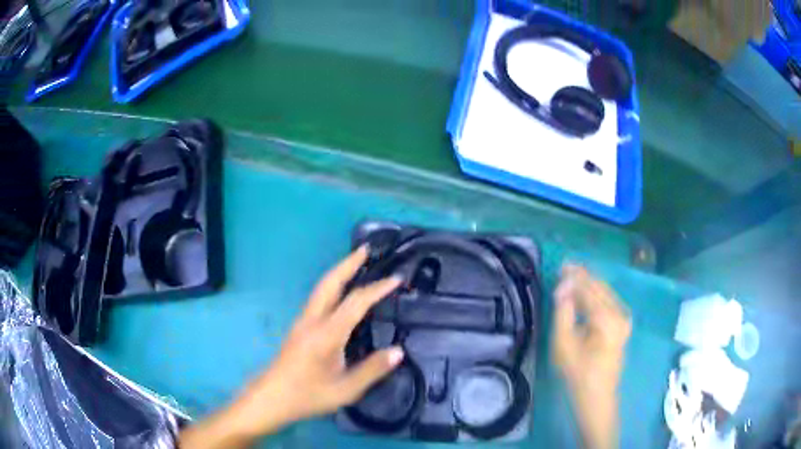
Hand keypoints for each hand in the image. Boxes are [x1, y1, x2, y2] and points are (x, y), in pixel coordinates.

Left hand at [179, 247, 403, 447]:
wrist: (272, 397)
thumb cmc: (308, 395)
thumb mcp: (346, 389)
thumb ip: (372, 370)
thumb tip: (398, 351)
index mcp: (326, 334)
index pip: (355, 303)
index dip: (377, 289)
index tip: (396, 279)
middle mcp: (313, 320)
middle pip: (330, 283)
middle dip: (348, 263)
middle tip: (367, 249)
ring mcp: (303, 321)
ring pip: (322, 288)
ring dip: (339, 272)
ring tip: (357, 263)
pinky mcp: (299, 327)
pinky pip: (319, 297)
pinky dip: (333, 285)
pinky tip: (341, 291)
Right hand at [552, 264, 630, 448]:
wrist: (597, 397)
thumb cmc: (578, 374)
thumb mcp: (564, 346)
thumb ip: (563, 313)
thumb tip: (563, 288)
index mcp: (607, 318)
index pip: (589, 289)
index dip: (574, 277)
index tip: (560, 265)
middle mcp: (620, 313)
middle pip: (600, 287)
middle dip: (583, 276)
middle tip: (565, 267)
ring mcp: (624, 318)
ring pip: (606, 292)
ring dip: (589, 284)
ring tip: (572, 276)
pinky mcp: (622, 324)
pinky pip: (608, 301)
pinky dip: (596, 293)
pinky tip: (585, 292)